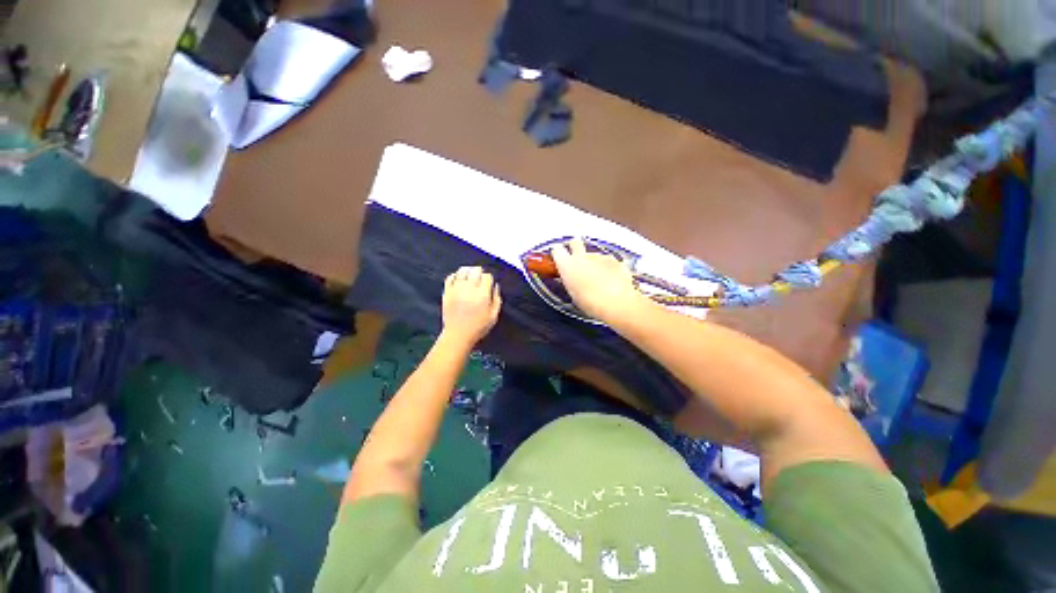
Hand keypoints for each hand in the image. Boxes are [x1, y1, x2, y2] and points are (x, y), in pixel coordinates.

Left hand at [441, 266, 501, 345]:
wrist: (458, 335)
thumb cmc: (478, 327)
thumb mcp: (493, 316)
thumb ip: (497, 299)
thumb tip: (495, 286)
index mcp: (482, 294)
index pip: (487, 276)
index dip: (489, 278)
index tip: (489, 283)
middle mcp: (469, 289)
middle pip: (475, 270)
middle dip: (479, 272)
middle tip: (480, 277)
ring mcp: (456, 289)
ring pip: (462, 271)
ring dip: (468, 271)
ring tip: (470, 275)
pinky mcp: (447, 292)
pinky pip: (450, 277)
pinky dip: (455, 275)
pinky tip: (458, 279)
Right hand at [551, 238, 650, 321]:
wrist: (615, 303)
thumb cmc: (589, 303)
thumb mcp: (573, 294)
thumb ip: (571, 281)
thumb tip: (572, 278)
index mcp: (567, 265)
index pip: (557, 250)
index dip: (558, 253)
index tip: (559, 258)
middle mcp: (582, 256)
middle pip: (575, 243)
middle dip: (574, 247)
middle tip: (576, 258)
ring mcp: (600, 256)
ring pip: (593, 255)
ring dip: (594, 262)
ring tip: (599, 278)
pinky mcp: (615, 260)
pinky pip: (608, 262)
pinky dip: (608, 268)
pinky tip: (612, 280)